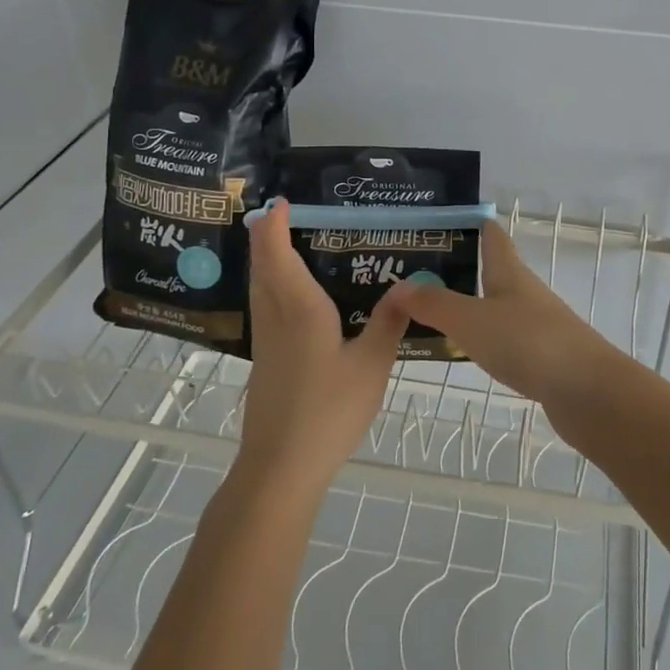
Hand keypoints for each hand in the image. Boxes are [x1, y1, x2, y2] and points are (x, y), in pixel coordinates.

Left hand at [237, 199, 409, 495]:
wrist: (281, 467)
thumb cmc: (328, 411)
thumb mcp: (372, 365)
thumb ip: (390, 321)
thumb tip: (410, 283)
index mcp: (300, 309)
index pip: (278, 254)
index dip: (274, 225)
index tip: (279, 202)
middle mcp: (276, 318)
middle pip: (262, 267)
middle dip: (266, 237)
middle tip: (282, 216)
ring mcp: (265, 343)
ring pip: (259, 289)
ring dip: (266, 262)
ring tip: (285, 247)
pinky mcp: (264, 364)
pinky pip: (264, 309)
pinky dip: (271, 287)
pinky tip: (292, 301)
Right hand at [391, 220, 615, 406]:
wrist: (588, 392)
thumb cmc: (528, 342)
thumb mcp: (472, 320)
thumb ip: (434, 304)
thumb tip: (398, 286)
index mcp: (509, 271)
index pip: (490, 234)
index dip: (467, 223)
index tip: (433, 224)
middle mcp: (523, 291)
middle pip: (489, 270)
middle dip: (455, 269)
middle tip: (410, 275)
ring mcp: (534, 324)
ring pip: (493, 306)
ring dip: (464, 305)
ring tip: (424, 313)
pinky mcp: (540, 356)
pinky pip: (501, 338)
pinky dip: (478, 338)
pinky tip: (459, 351)